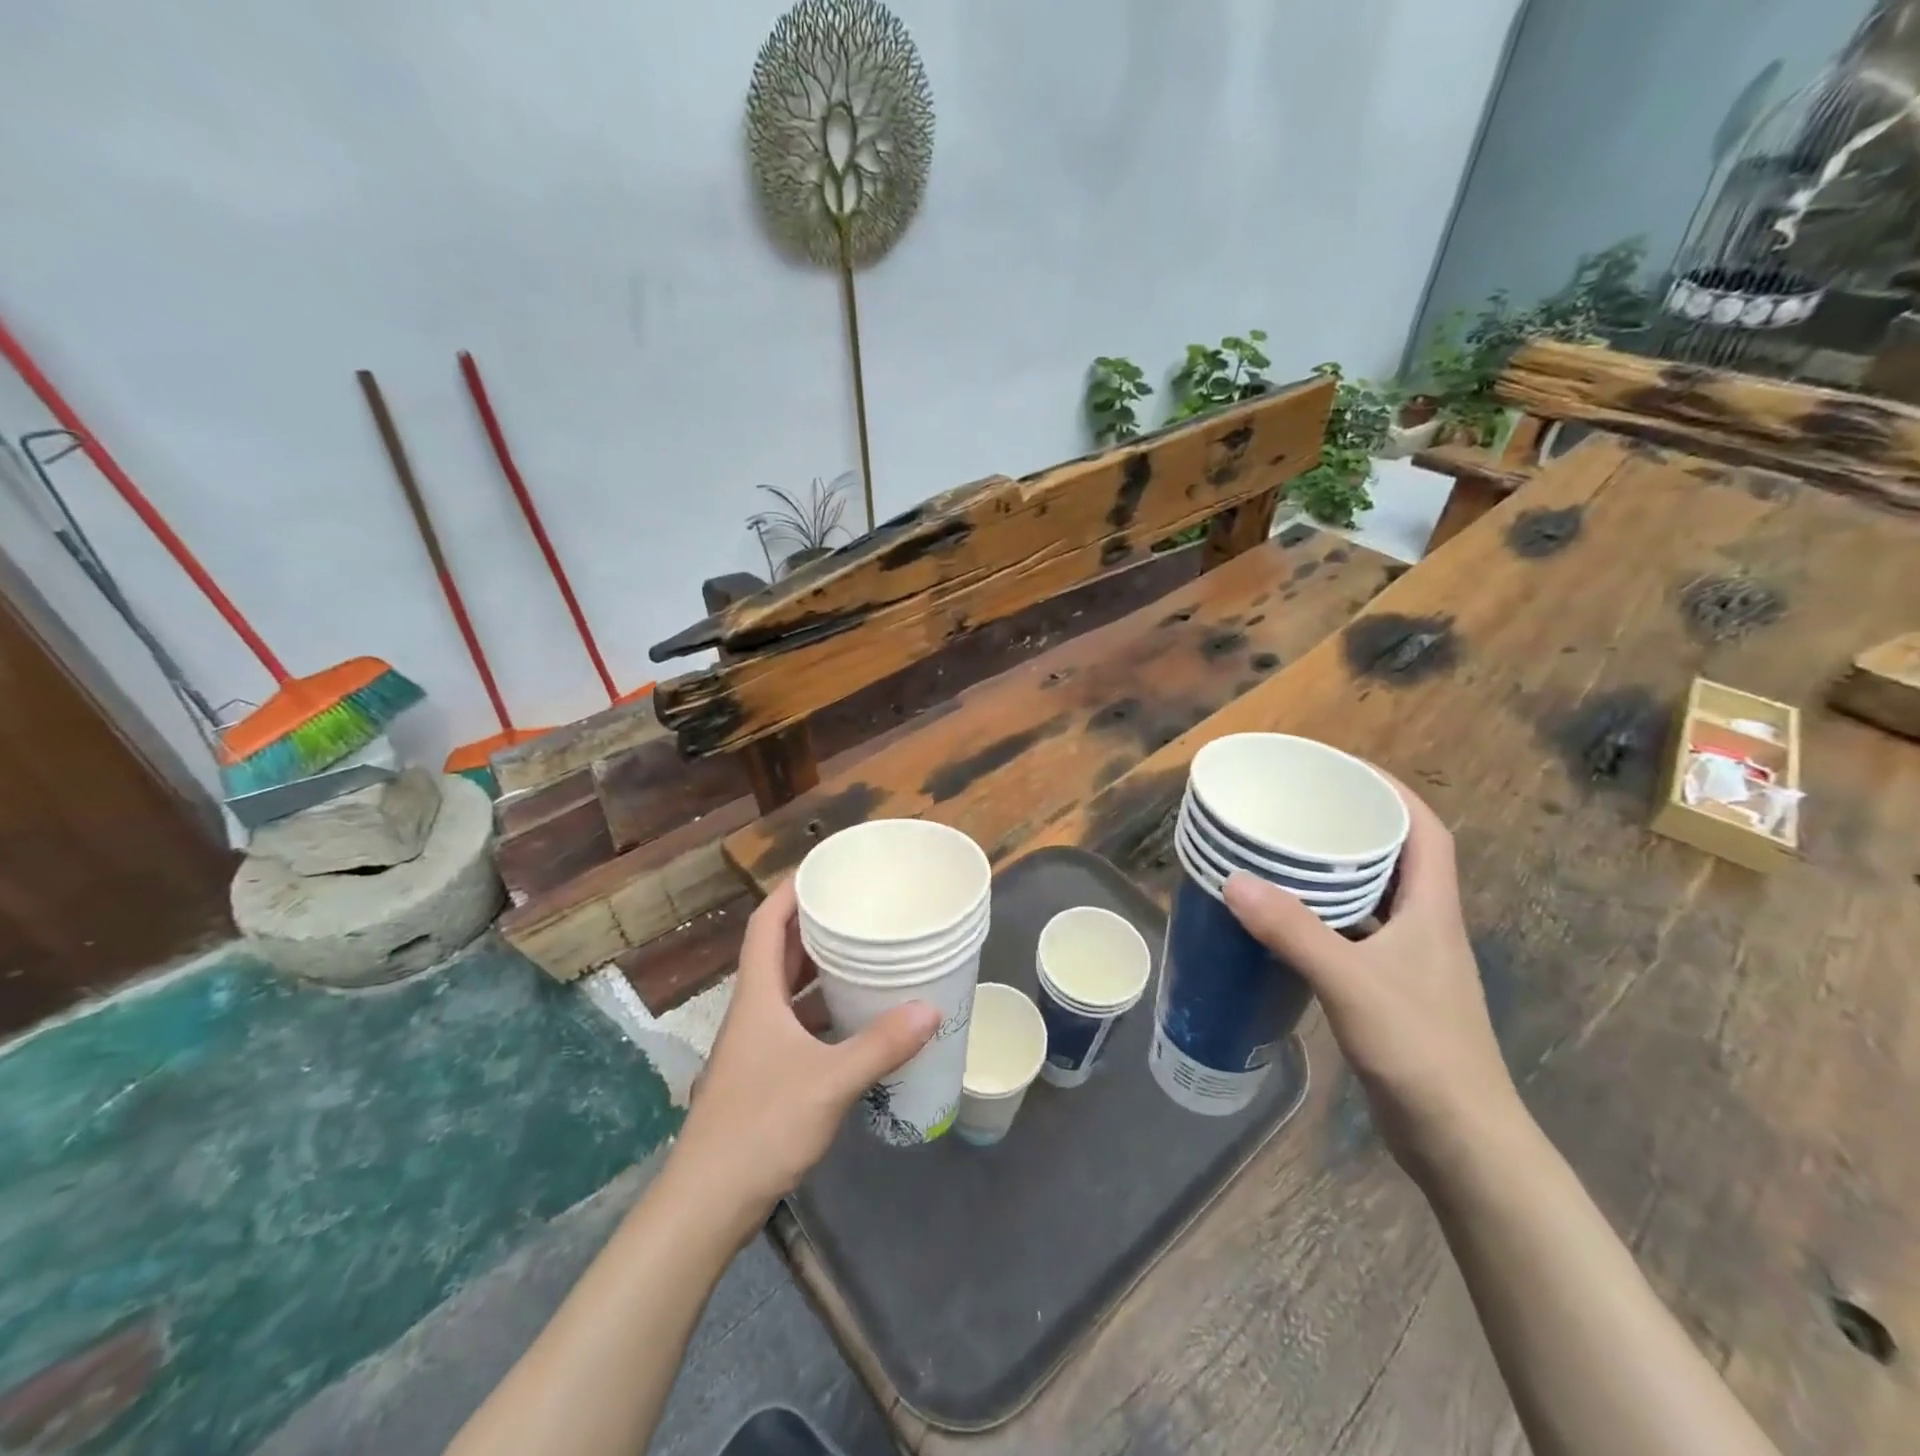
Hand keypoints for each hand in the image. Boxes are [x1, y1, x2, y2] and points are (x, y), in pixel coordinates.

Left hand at [667, 878, 940, 1232]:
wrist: (707, 1204)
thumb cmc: (760, 1126)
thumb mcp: (829, 1081)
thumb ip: (880, 1045)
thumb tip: (931, 1009)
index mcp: (757, 997)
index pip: (765, 925)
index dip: (788, 892)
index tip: (822, 871)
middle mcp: (753, 1012)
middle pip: (779, 953)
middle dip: (813, 926)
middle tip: (856, 908)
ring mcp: (756, 1046)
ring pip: (788, 991)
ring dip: (819, 970)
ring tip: (862, 954)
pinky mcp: (764, 1075)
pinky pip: (796, 1025)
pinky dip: (823, 1012)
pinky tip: (855, 1020)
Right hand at [1223, 777, 1523, 1181]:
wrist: (1461, 1142)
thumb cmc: (1420, 1051)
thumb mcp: (1352, 983)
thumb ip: (1294, 932)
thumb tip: (1234, 880)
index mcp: (1432, 910)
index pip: (1425, 831)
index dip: (1391, 791)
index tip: (1343, 769)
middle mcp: (1425, 927)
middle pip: (1396, 857)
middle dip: (1353, 825)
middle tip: (1297, 808)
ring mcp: (1409, 962)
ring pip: (1372, 898)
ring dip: (1335, 873)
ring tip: (1283, 854)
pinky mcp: (1390, 991)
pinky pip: (1354, 934)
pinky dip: (1323, 918)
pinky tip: (1285, 923)